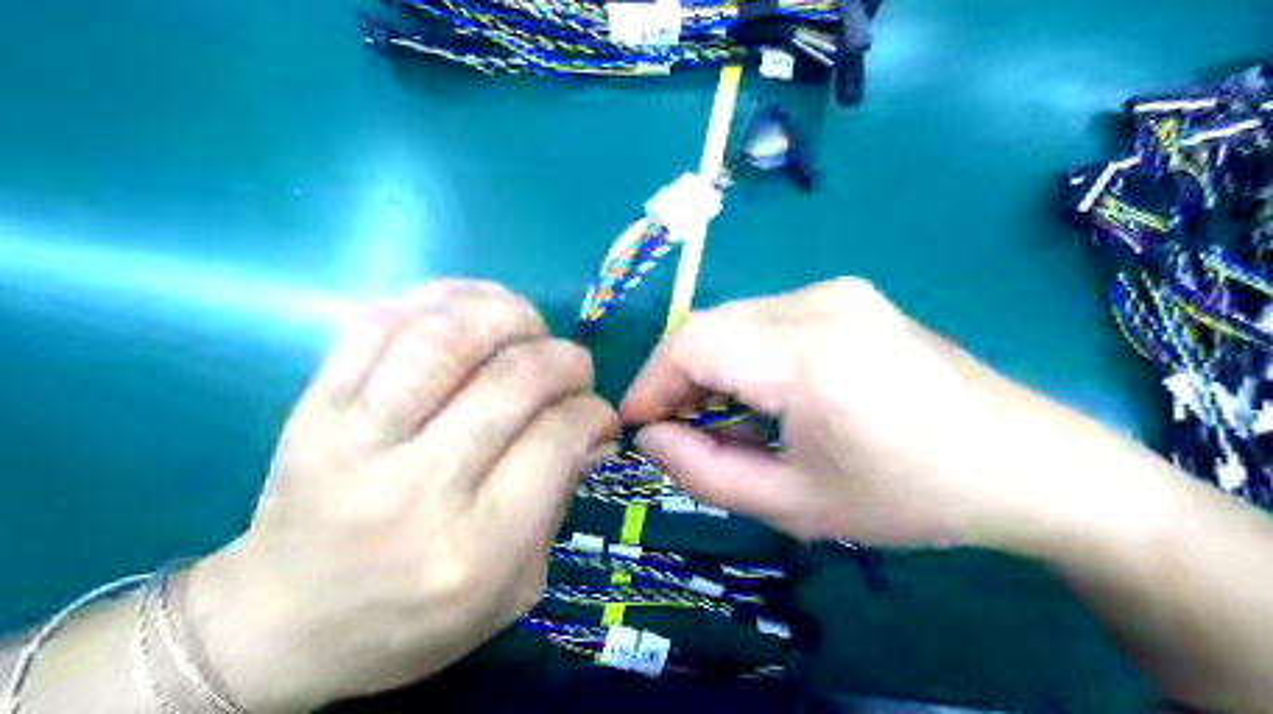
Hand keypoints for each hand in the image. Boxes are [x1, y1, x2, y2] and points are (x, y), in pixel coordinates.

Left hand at [182, 283, 616, 712]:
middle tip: (574, 366)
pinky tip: (468, 310)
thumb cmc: (410, 624)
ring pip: (445, 338)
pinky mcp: (311, 409)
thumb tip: (593, 429)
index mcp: (476, 546)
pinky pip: (377, 324)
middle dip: (564, 358)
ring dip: (506, 314)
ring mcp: (354, 440)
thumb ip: (557, 505)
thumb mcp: (512, 593)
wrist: (279, 627)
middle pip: (512, 380)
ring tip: (527, 327)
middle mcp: (418, 486)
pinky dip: (436, 299)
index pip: (556, 438)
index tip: (598, 414)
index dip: (592, 410)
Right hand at [624, 277, 1139, 549]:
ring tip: (716, 420)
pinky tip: (761, 396)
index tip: (636, 429)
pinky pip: (770, 318)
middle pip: (709, 324)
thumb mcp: (794, 504)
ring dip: (709, 366)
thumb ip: (705, 472)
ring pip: (736, 319)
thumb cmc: (909, 496)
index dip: (650, 383)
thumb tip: (650, 438)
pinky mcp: (851, 297)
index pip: (691, 343)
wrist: (1020, 464)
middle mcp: (818, 302)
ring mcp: (839, 292)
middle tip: (673, 431)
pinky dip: (745, 354)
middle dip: (676, 377)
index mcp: (807, 353)